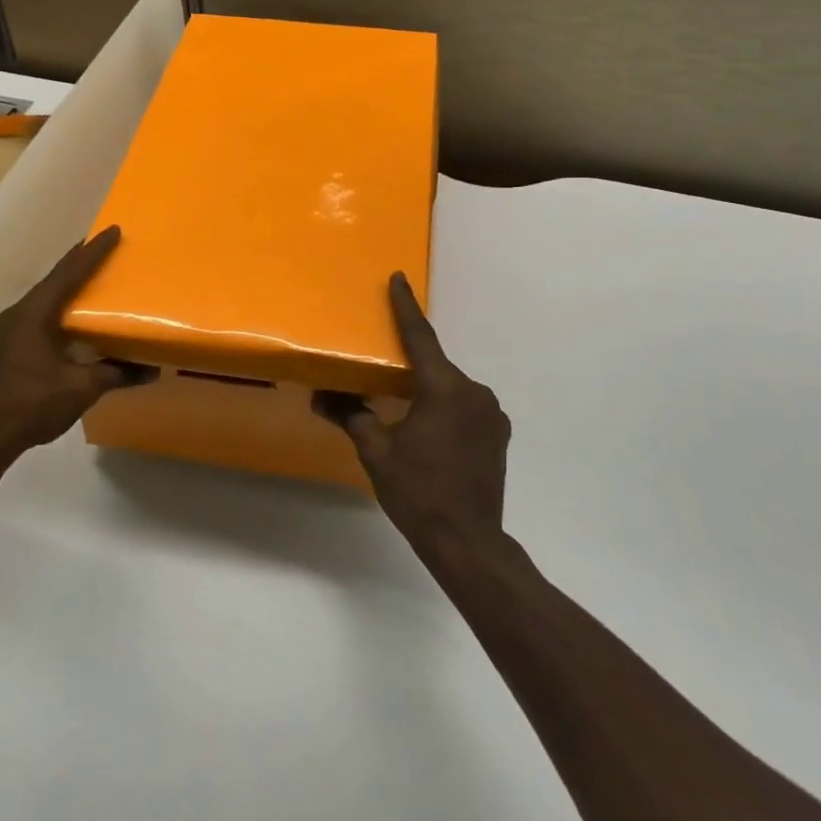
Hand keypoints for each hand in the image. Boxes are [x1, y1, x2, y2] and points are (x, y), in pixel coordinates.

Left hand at [0, 227, 138, 462]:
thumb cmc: (31, 404)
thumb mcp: (80, 387)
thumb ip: (116, 373)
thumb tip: (152, 370)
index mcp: (35, 313)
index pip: (69, 272)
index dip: (94, 251)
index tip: (114, 230)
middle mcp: (19, 313)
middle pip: (55, 280)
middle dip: (80, 263)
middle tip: (107, 249)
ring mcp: (10, 331)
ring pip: (46, 298)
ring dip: (69, 287)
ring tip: (94, 279)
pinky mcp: (9, 348)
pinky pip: (40, 316)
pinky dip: (60, 308)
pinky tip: (74, 319)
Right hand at [319, 273, 510, 548]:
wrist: (468, 542)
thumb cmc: (418, 492)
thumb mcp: (377, 452)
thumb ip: (352, 415)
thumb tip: (321, 395)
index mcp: (443, 388)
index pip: (420, 337)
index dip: (406, 306)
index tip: (399, 278)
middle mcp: (474, 392)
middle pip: (434, 366)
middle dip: (410, 366)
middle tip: (384, 372)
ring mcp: (492, 413)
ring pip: (451, 388)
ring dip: (428, 392)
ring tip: (405, 412)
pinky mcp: (499, 434)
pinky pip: (466, 406)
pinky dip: (446, 409)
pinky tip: (431, 432)